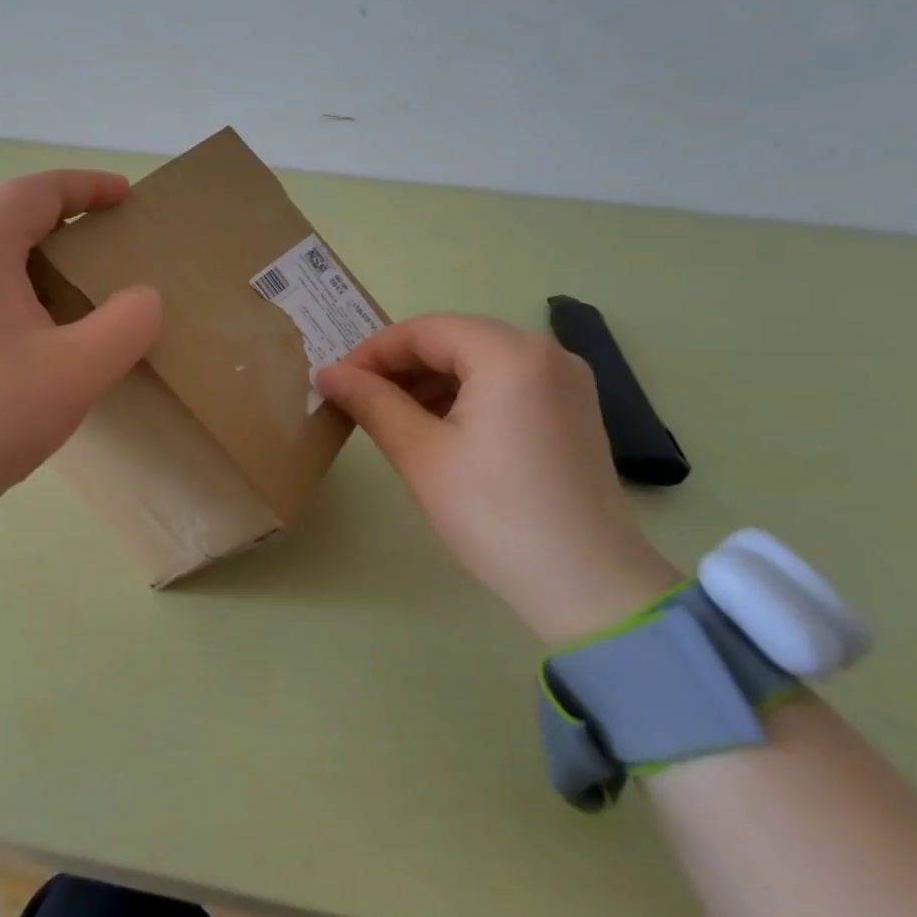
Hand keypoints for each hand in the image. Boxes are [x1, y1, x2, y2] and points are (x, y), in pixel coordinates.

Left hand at [0, 170, 160, 537]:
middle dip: (66, 214)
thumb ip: (126, 324)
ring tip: (81, 275)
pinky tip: (36, 316)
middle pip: (11, 211)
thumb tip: (144, 298)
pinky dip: (14, 275)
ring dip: (39, 247)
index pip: (38, 190)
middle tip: (111, 235)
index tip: (126, 196)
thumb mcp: (77, 372)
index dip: (88, 186)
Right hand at [316, 314, 680, 642]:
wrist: (587, 585)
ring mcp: (565, 381)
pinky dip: (465, 394)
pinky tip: (437, 427)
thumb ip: (372, 403)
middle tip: (358, 399)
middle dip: (401, 365)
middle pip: (455, 339)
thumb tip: (329, 373)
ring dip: (431, 380)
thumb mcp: (421, 454)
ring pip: (480, 360)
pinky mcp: (573, 410)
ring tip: (391, 415)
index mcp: (510, 354)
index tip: (337, 381)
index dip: (373, 352)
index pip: (425, 330)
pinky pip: (506, 382)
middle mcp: (546, 353)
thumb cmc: (495, 513)